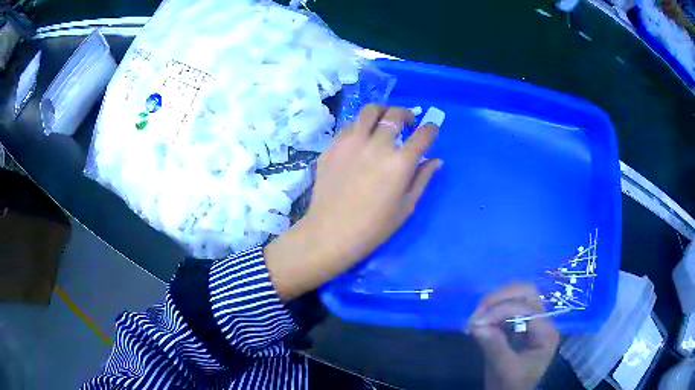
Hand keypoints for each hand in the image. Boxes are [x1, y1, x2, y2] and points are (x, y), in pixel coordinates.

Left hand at [265, 105, 441, 299]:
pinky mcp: (333, 146)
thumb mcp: (406, 207)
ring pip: (369, 111)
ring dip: (381, 113)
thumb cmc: (374, 227)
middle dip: (407, 114)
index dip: (431, 129)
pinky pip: (349, 126)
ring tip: (383, 123)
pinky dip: (360, 127)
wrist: (331, 232)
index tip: (431, 130)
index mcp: (400, 162)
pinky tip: (361, 140)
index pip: (423, 135)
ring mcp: (351, 142)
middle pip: (395, 114)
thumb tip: (436, 160)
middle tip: (408, 123)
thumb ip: (422, 179)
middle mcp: (377, 145)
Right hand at [469, 284, 559, 389]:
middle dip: (500, 299)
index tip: (476, 322)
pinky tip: (482, 321)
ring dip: (495, 302)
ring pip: (517, 296)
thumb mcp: (506, 370)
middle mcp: (543, 322)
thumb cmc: (513, 386)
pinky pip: (507, 308)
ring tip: (477, 317)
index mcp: (546, 333)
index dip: (501, 311)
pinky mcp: (519, 325)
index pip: (527, 309)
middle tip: (478, 313)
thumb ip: (495, 347)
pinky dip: (493, 311)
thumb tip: (476, 325)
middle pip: (526, 293)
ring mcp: (531, 321)